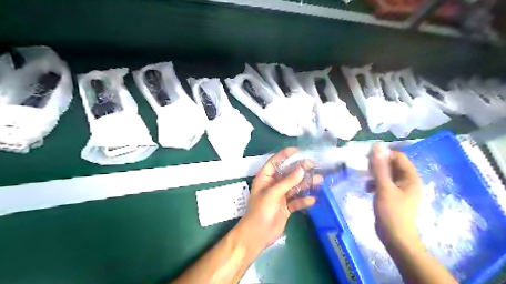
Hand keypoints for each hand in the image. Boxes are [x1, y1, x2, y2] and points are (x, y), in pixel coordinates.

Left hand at [237, 147, 320, 251]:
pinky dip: (304, 200)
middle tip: (314, 165)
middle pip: (288, 173)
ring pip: (295, 187)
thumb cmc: (260, 211)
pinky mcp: (286, 207)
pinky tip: (313, 200)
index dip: (285, 155)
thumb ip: (287, 182)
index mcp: (265, 178)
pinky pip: (297, 201)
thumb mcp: (272, 194)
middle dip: (300, 169)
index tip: (299, 151)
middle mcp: (273, 185)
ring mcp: (281, 196)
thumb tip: (302, 169)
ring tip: (319, 180)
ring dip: (306, 184)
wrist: (257, 235)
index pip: (275, 162)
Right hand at [368, 144, 423, 247]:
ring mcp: (401, 189)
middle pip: (392, 165)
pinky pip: (384, 183)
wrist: (395, 238)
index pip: (398, 156)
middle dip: (378, 166)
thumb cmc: (392, 212)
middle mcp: (408, 181)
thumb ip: (379, 167)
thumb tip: (376, 147)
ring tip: (367, 181)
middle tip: (366, 172)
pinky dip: (376, 183)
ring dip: (375, 175)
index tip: (369, 161)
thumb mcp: (384, 187)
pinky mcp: (393, 196)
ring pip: (387, 174)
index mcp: (411, 177)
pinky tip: (368, 189)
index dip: (384, 156)